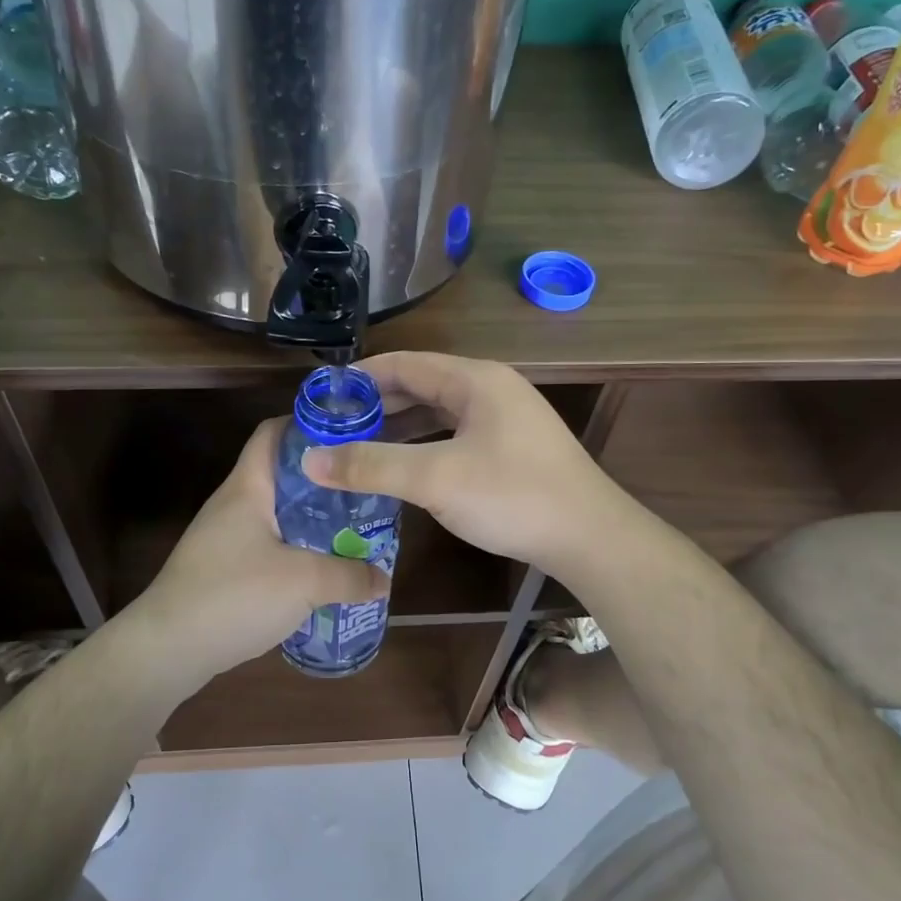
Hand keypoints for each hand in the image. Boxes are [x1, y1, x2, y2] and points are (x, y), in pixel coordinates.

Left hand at [131, 419, 388, 688]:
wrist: (167, 648)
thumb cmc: (234, 595)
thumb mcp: (304, 582)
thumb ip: (350, 576)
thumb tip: (383, 579)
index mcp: (248, 488)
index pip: (273, 433)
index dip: (309, 426)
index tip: (349, 437)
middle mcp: (233, 504)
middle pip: (282, 475)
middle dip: (324, 481)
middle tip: (364, 492)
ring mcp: (224, 537)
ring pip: (277, 514)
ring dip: (312, 520)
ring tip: (351, 532)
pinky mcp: (222, 569)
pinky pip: (268, 546)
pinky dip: (296, 551)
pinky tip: (320, 571)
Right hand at [300, 352, 618, 574]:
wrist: (590, 537)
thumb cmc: (513, 496)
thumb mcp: (435, 478)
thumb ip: (371, 466)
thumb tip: (309, 459)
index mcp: (475, 380)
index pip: (404, 363)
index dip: (360, 378)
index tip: (321, 398)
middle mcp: (490, 389)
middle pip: (420, 386)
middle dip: (376, 405)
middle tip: (331, 428)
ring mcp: (504, 419)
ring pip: (438, 413)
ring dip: (398, 428)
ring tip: (355, 447)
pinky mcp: (511, 448)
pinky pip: (454, 435)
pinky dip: (423, 445)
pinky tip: (401, 468)